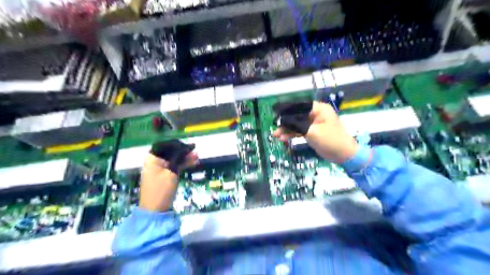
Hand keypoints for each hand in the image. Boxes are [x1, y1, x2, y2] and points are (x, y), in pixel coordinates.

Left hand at [139, 141, 196, 211]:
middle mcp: (155, 161)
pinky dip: (183, 164)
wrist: (155, 210)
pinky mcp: (165, 175)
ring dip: (185, 158)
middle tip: (195, 152)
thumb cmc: (162, 189)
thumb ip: (179, 158)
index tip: (191, 146)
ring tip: (197, 156)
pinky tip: (193, 163)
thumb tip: (189, 147)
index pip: (167, 145)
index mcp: (153, 158)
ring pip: (174, 159)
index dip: (179, 144)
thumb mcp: (171, 172)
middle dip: (184, 151)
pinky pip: (174, 166)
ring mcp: (160, 168)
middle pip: (171, 151)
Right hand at [273, 102, 358, 163]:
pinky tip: (283, 139)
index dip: (287, 110)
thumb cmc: (330, 140)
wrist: (343, 155)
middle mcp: (315, 114)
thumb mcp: (312, 132)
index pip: (300, 106)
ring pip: (297, 124)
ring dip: (287, 130)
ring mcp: (313, 124)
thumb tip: (283, 121)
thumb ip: (297, 125)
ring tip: (276, 136)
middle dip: (285, 123)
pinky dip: (292, 134)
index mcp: (319, 109)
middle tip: (275, 128)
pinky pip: (299, 131)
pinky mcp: (312, 132)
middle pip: (296, 115)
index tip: (276, 115)